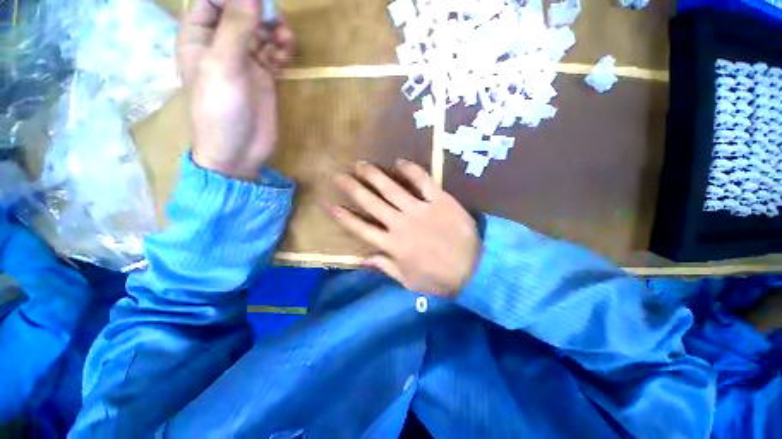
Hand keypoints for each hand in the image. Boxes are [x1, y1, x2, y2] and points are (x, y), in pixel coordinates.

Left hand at [177, 0, 293, 179]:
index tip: (256, 3)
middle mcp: (221, 43)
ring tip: (285, 40)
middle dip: (259, 11)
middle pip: (241, 12)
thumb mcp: (223, 66)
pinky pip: (273, 53)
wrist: (239, 151)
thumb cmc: (220, 110)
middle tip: (275, 21)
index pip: (213, 0)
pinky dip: (281, 50)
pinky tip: (285, 55)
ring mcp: (244, 61)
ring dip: (274, 30)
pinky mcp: (263, 77)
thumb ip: (236, 28)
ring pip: (260, 31)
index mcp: (199, 36)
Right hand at [327, 160, 480, 295]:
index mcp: (392, 245)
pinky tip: (399, 162)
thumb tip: (363, 258)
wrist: (474, 269)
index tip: (328, 203)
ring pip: (391, 188)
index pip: (360, 228)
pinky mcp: (439, 200)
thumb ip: (385, 267)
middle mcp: (400, 224)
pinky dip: (411, 170)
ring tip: (361, 164)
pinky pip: (423, 180)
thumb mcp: (408, 281)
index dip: (342, 216)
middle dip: (352, 188)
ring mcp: (420, 209)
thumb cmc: (439, 279)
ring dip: (374, 175)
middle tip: (339, 175)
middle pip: (370, 202)